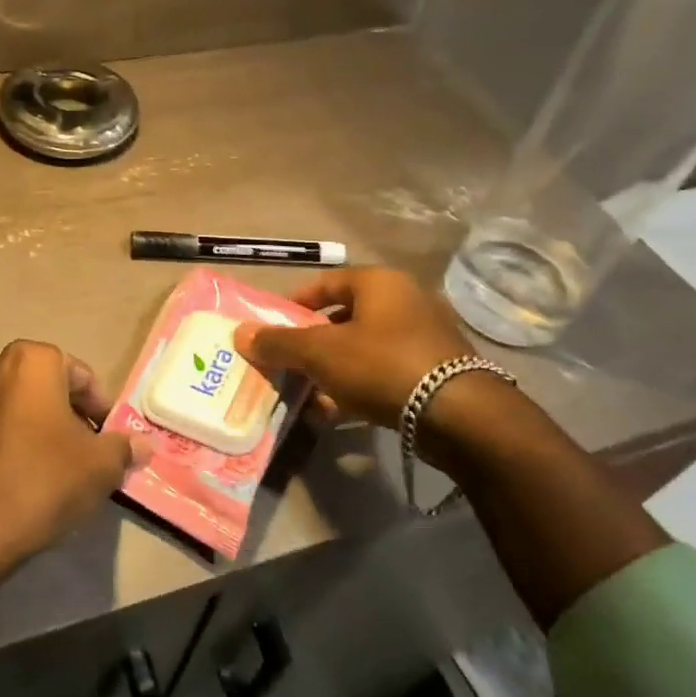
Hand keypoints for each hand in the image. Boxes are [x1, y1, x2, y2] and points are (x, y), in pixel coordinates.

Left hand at [0, 340, 152, 566]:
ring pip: (19, 408)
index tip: (111, 439)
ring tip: (61, 468)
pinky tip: (28, 479)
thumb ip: (124, 448)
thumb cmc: (43, 479)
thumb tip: (143, 445)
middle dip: (71, 416)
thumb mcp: (100, 465)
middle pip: (47, 388)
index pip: (80, 374)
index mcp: (31, 361)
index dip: (101, 407)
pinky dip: (14, 444)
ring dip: (41, 429)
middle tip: (90, 452)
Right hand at [233, 267, 475, 427]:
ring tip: (307, 391)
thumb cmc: (381, 365)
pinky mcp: (435, 370)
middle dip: (312, 341)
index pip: (325, 283)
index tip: (272, 327)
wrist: (457, 414)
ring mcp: (425, 336)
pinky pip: (384, 371)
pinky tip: (337, 410)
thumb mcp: (320, 352)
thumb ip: (279, 342)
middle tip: (287, 361)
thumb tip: (239, 333)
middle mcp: (405, 300)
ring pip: (363, 347)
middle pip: (344, 317)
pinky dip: (358, 385)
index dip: (294, 303)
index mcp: (379, 283)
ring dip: (333, 367)